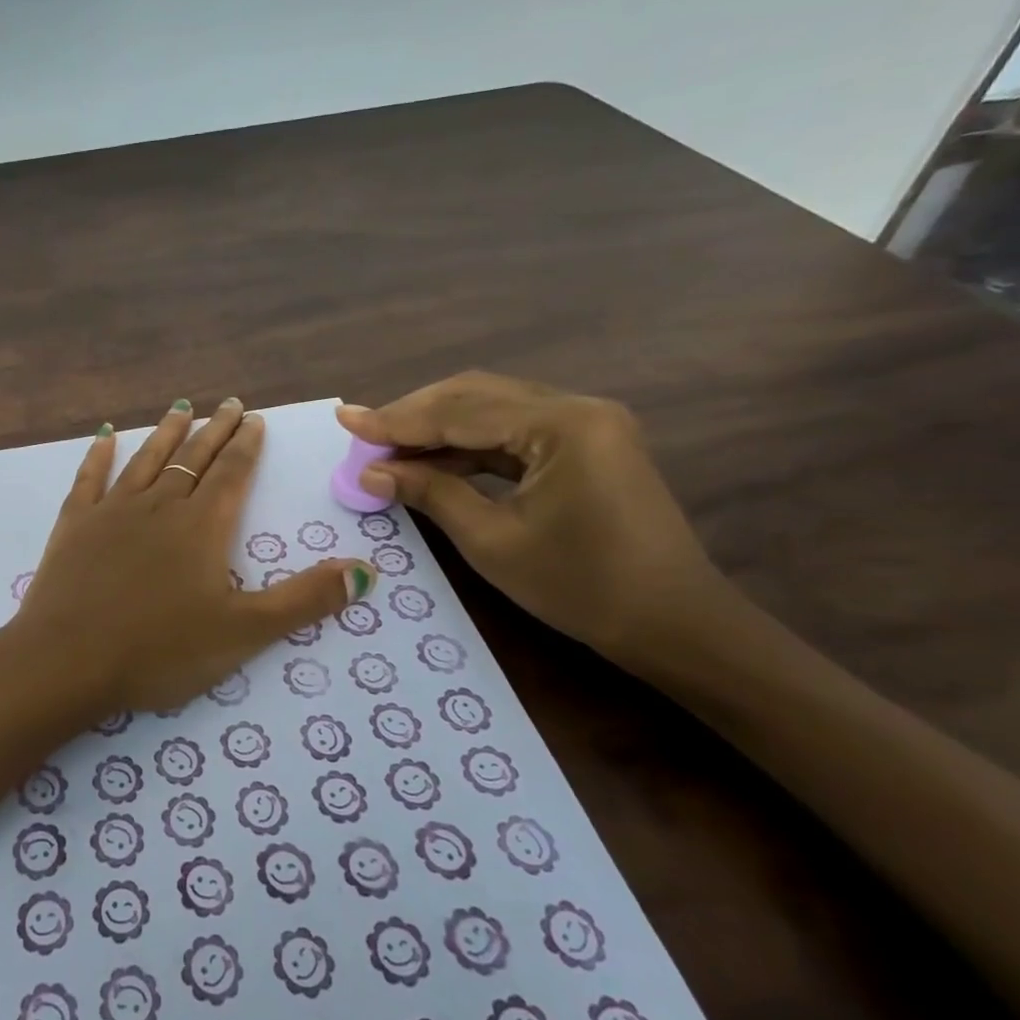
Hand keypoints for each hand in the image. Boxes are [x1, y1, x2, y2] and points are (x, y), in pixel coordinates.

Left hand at [8, 398, 376, 715]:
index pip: (231, 474)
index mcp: (201, 526)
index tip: (254, 419)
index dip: (246, 446)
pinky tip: (105, 436)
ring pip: (146, 460)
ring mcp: (112, 511)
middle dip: (215, 430)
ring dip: (166, 433)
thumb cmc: (160, 650)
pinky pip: (89, 478)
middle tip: (229, 404)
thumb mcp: (244, 632)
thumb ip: (305, 600)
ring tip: (181, 407)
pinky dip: (99, 455)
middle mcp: (159, 505)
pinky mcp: (74, 524)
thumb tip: (366, 570)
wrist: (69, 660)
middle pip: (193, 458)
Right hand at [336, 373, 725, 662]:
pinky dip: (468, 443)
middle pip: (475, 395)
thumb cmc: (581, 587)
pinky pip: (513, 430)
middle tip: (363, 434)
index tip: (345, 421)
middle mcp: (577, 407)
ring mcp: (586, 423)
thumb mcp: (492, 541)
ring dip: (437, 427)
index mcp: (562, 425)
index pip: (460, 411)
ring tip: (387, 447)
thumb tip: (372, 471)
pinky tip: (431, 459)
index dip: (396, 420)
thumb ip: (430, 492)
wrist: (674, 624)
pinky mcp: (586, 443)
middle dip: (414, 415)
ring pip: (492, 408)